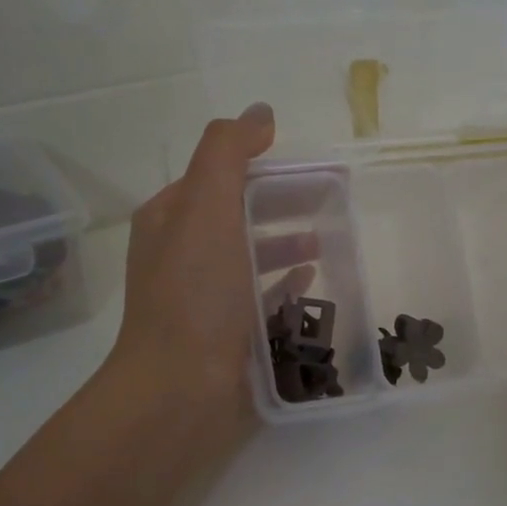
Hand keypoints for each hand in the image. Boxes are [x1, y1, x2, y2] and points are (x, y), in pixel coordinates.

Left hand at [105, 104, 314, 434]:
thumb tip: (260, 113)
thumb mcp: (206, 208)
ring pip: (251, 256)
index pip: (221, 174)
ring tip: (330, 240)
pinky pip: (261, 297)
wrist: (180, 391)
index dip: (264, 164)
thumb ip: (229, 153)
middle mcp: (182, 254)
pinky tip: (313, 280)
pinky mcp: (226, 334)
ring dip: (287, 242)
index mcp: (170, 218)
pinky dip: (285, 282)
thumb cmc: (194, 295)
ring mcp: (203, 298)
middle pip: (240, 214)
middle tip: (336, 201)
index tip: (314, 168)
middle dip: (283, 203)